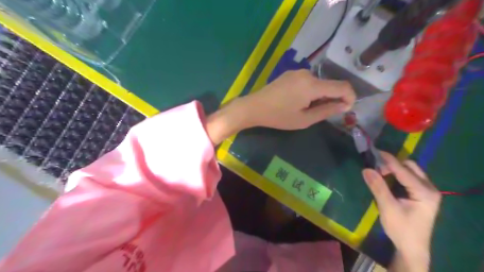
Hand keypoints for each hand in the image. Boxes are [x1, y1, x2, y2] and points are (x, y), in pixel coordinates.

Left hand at [242, 69, 353, 129]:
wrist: (254, 107)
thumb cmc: (278, 116)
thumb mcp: (304, 119)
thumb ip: (327, 111)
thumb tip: (345, 105)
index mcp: (312, 85)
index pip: (342, 86)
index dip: (350, 97)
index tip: (346, 109)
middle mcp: (307, 73)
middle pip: (330, 84)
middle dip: (331, 99)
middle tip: (319, 114)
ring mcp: (297, 71)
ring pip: (319, 83)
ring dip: (320, 96)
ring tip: (305, 109)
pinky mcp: (290, 73)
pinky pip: (308, 81)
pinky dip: (310, 91)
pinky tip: (298, 101)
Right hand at [361, 152, 440, 270]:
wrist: (412, 248)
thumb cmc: (401, 229)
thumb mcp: (387, 208)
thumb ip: (378, 187)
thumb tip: (366, 169)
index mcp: (425, 192)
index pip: (404, 170)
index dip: (389, 160)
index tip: (375, 151)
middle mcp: (430, 188)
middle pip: (411, 167)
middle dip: (392, 164)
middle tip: (376, 169)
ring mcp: (428, 191)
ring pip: (411, 171)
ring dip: (395, 169)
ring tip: (379, 174)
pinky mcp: (422, 194)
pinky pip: (409, 178)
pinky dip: (397, 175)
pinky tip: (388, 180)